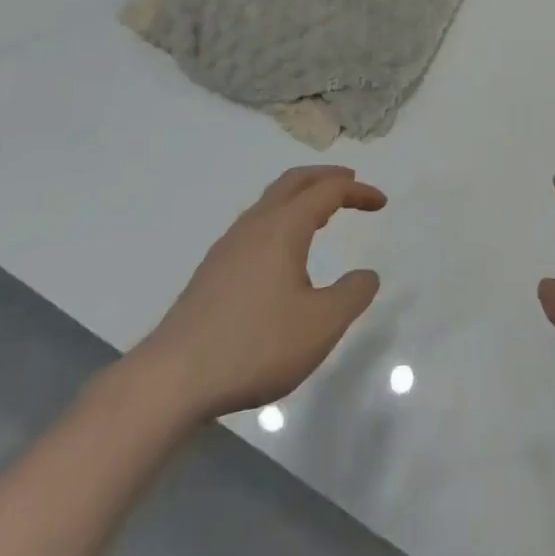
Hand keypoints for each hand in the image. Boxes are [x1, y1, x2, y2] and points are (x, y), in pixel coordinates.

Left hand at [124, 165, 385, 421]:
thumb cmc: (254, 345)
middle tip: (350, 181)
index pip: (327, 191)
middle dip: (325, 177)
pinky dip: (281, 218)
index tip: (381, 202)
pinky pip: (256, 224)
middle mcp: (255, 224)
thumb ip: (352, 296)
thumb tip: (368, 275)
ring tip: (321, 213)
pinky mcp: (213, 270)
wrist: (173, 378)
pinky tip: (282, 253)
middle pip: (294, 182)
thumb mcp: (320, 326)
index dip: (357, 191)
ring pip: (270, 202)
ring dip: (300, 196)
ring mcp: (229, 246)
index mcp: (284, 227)